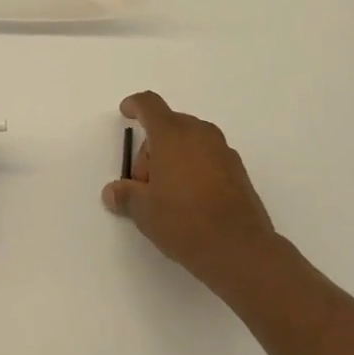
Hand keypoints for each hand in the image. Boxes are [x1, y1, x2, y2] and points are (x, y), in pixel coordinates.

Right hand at [102, 92, 279, 282]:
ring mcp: (223, 151)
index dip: (135, 105)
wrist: (241, 250)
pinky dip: (194, 168)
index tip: (126, 112)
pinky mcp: (238, 171)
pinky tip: (190, 200)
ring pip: (190, 141)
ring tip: (167, 194)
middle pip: (169, 125)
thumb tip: (113, 192)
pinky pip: (208, 157)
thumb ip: (125, 195)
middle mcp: (200, 134)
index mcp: (172, 135)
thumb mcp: (144, 211)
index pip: (149, 104)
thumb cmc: (184, 221)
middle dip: (152, 147)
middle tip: (144, 183)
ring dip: (174, 157)